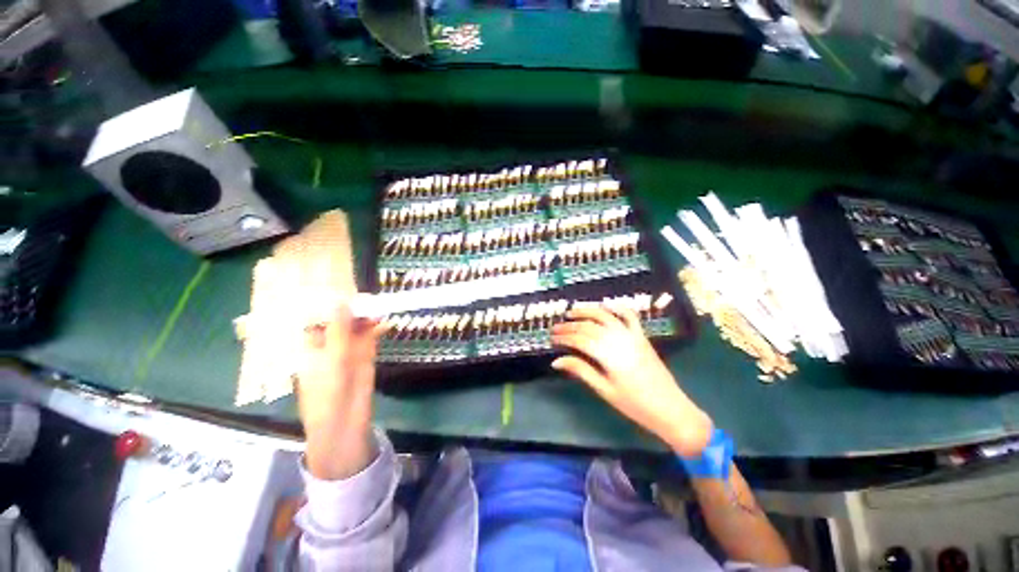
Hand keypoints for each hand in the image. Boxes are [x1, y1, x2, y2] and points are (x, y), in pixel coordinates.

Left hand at [296, 304, 386, 479]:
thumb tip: (341, 302)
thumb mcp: (331, 358)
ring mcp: (348, 350)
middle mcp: (328, 345)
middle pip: (339, 321)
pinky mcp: (365, 356)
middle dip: (351, 308)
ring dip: (365, 317)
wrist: (344, 422)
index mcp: (310, 346)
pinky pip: (370, 337)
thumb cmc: (326, 392)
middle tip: (363, 295)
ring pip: (356, 328)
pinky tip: (383, 322)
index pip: (317, 319)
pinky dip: (376, 328)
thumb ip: (339, 330)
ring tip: (376, 305)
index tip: (339, 288)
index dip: (327, 304)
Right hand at [550, 305, 712, 455]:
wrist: (670, 409)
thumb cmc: (634, 404)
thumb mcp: (604, 390)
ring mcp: (632, 336)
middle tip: (556, 328)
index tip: (552, 339)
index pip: (580, 340)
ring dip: (587, 311)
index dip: (564, 338)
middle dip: (570, 326)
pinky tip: (605, 305)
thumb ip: (581, 371)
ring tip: (572, 312)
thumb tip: (556, 361)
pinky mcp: (641, 336)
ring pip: (606, 316)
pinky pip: (629, 316)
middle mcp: (619, 340)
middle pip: (589, 327)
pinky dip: (616, 308)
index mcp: (609, 356)